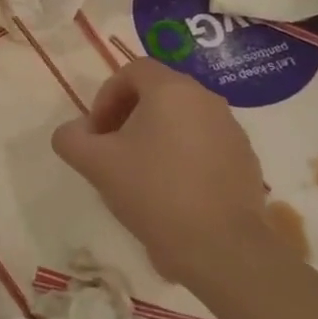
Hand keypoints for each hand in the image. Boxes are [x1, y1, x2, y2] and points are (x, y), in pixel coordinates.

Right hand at [51, 59, 267, 286]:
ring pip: (183, 120)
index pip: (133, 70)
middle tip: (112, 151)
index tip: (97, 132)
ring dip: (156, 137)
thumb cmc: (153, 192)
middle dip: (129, 116)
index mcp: (172, 90)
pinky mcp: (246, 161)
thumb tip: (75, 132)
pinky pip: (205, 145)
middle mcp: (207, 100)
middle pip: (158, 93)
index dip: (106, 96)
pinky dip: (183, 157)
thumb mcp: (94, 164)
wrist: (220, 247)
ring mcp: (232, 131)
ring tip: (140, 175)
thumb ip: (71, 138)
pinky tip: (172, 193)